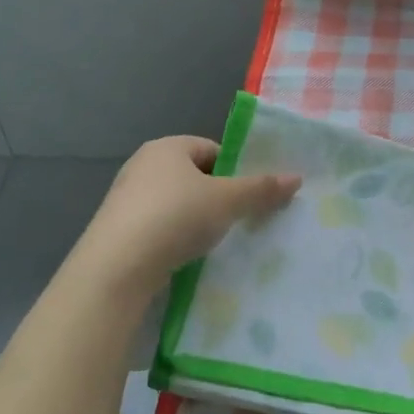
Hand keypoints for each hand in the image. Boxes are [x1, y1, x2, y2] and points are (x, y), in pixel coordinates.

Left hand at [79, 136, 299, 288]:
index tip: (251, 196)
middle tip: (239, 219)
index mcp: (168, 147)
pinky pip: (159, 225)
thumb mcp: (227, 201)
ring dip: (197, 218)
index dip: (235, 170)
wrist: (117, 266)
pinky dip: (176, 236)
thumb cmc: (176, 217)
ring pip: (177, 202)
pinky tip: (187, 255)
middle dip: (218, 196)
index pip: (212, 149)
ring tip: (215, 241)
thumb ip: (261, 189)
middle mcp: (143, 164)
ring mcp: (127, 197)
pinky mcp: (118, 228)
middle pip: (194, 175)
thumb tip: (297, 178)